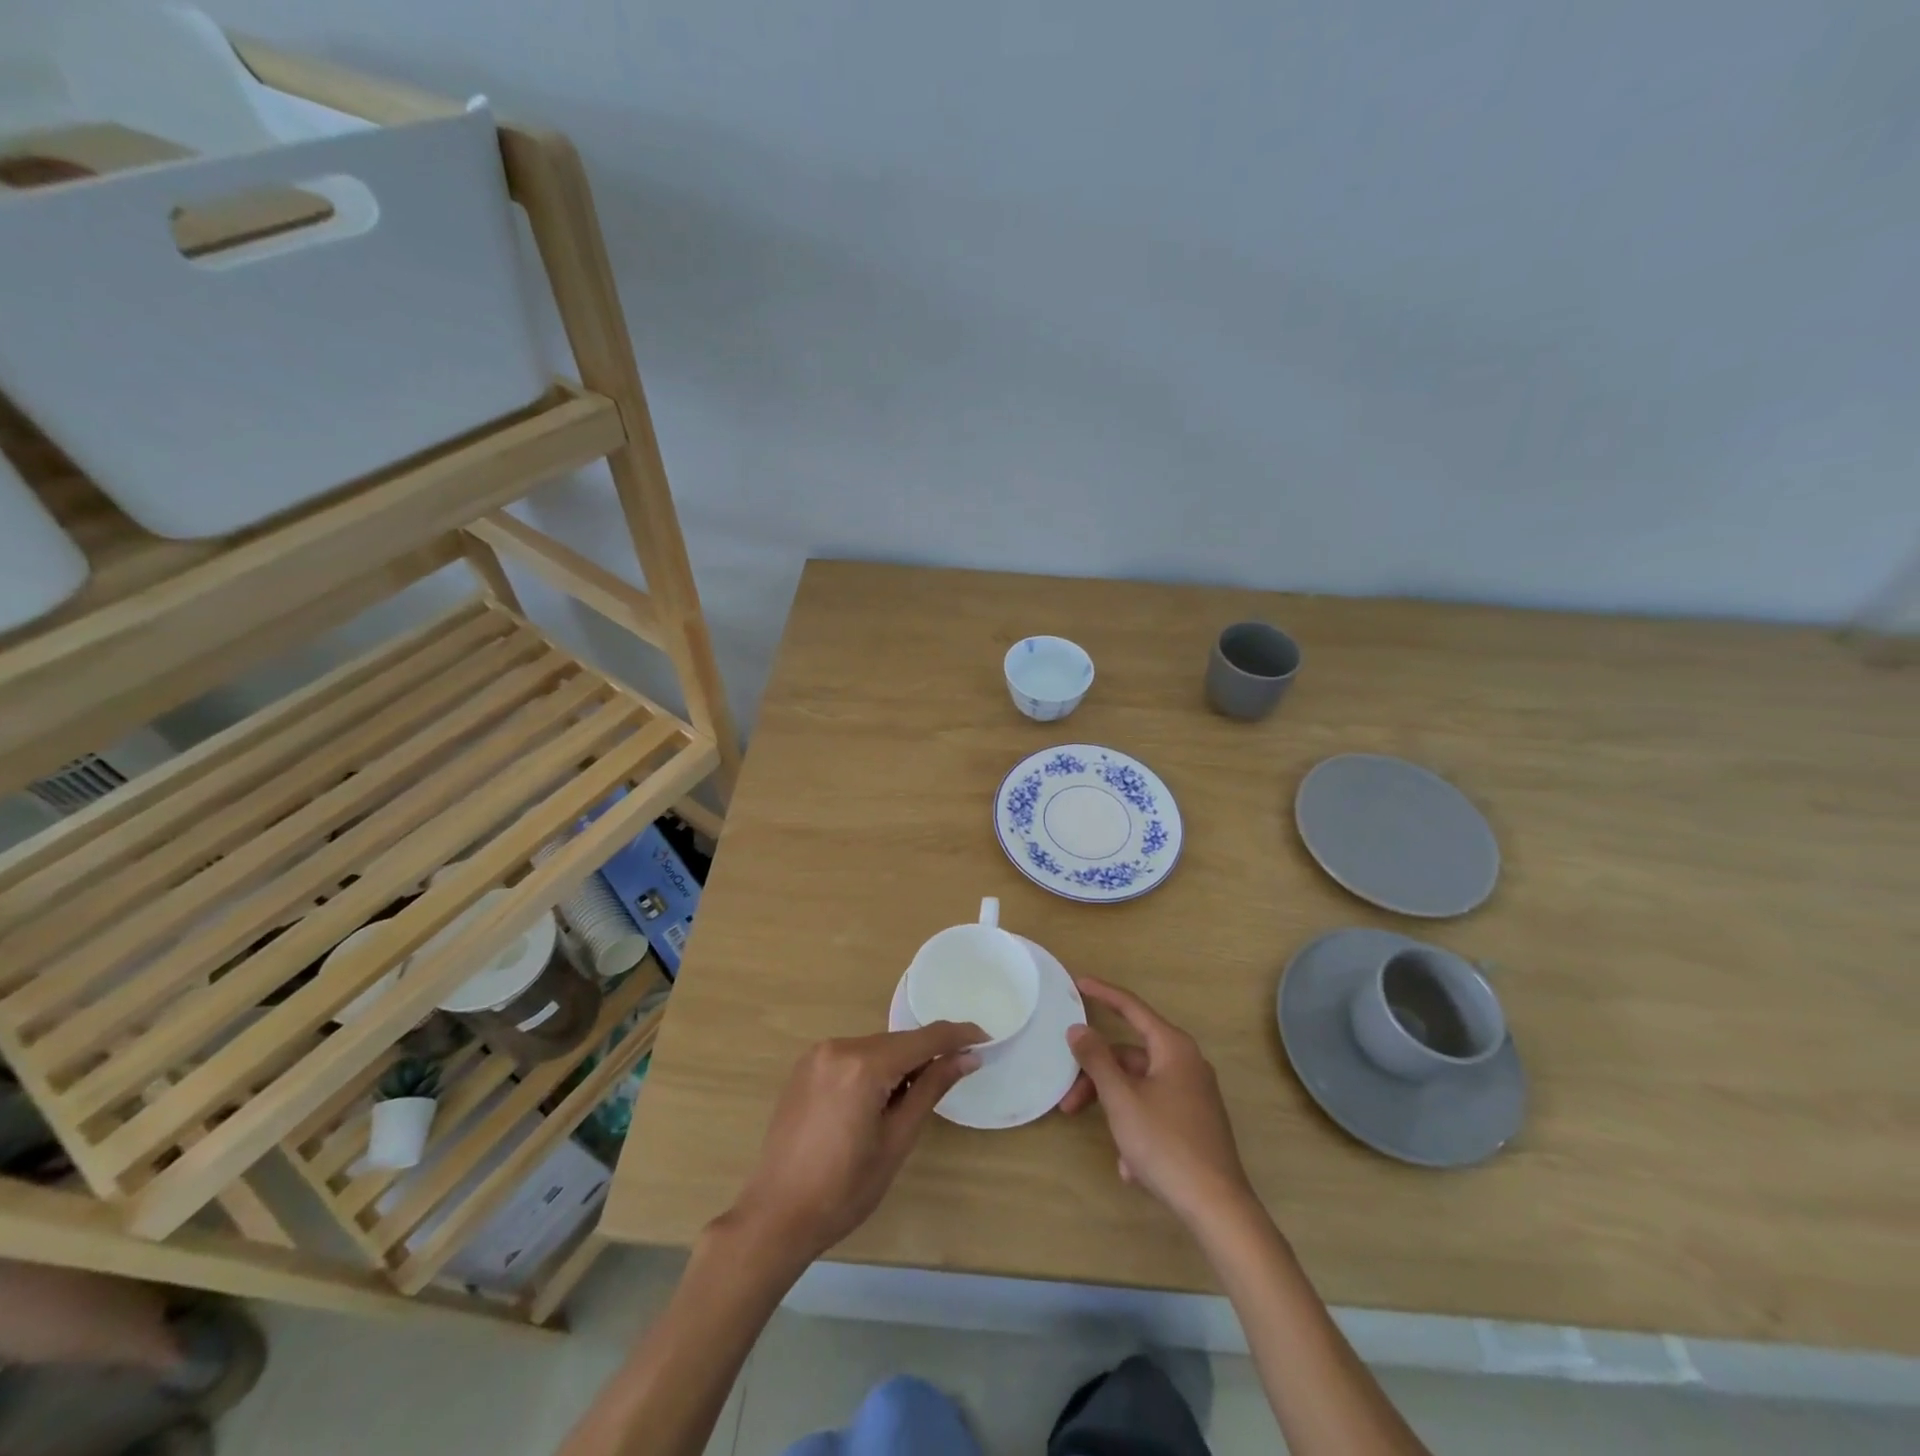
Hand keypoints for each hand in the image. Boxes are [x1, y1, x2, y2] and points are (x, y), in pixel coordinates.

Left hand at [727, 1022, 982, 1261]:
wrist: (776, 1216)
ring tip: (907, 1101)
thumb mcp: (897, 1140)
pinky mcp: (805, 1067)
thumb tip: (967, 1056)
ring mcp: (817, 1055)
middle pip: (897, 1042)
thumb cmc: (844, 1189)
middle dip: (925, 1055)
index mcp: (863, 1065)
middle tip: (951, 1077)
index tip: (984, 1037)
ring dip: (898, 1064)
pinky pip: (851, 1056)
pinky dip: (872, 1069)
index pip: (922, 1039)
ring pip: (874, 1048)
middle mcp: (839, 1047)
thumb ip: (931, 1088)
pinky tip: (876, 1100)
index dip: (957, 1036)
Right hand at [1058, 978, 1253, 1227]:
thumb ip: (1097, 1059)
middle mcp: (1187, 1064)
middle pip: (1130, 1056)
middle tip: (1069, 1101)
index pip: (1132, 1007)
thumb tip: (1078, 1028)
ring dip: (1115, 1107)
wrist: (1217, 1207)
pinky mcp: (1196, 1123)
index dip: (1103, 993)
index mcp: (1173, 1048)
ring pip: (1140, 1087)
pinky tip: (1131, 1165)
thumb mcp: (1121, 1099)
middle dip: (1098, 1077)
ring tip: (1107, 1143)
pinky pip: (1155, 1112)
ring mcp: (1194, 1095)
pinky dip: (1137, 1129)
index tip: (1078, 983)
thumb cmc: (1166, 1143)